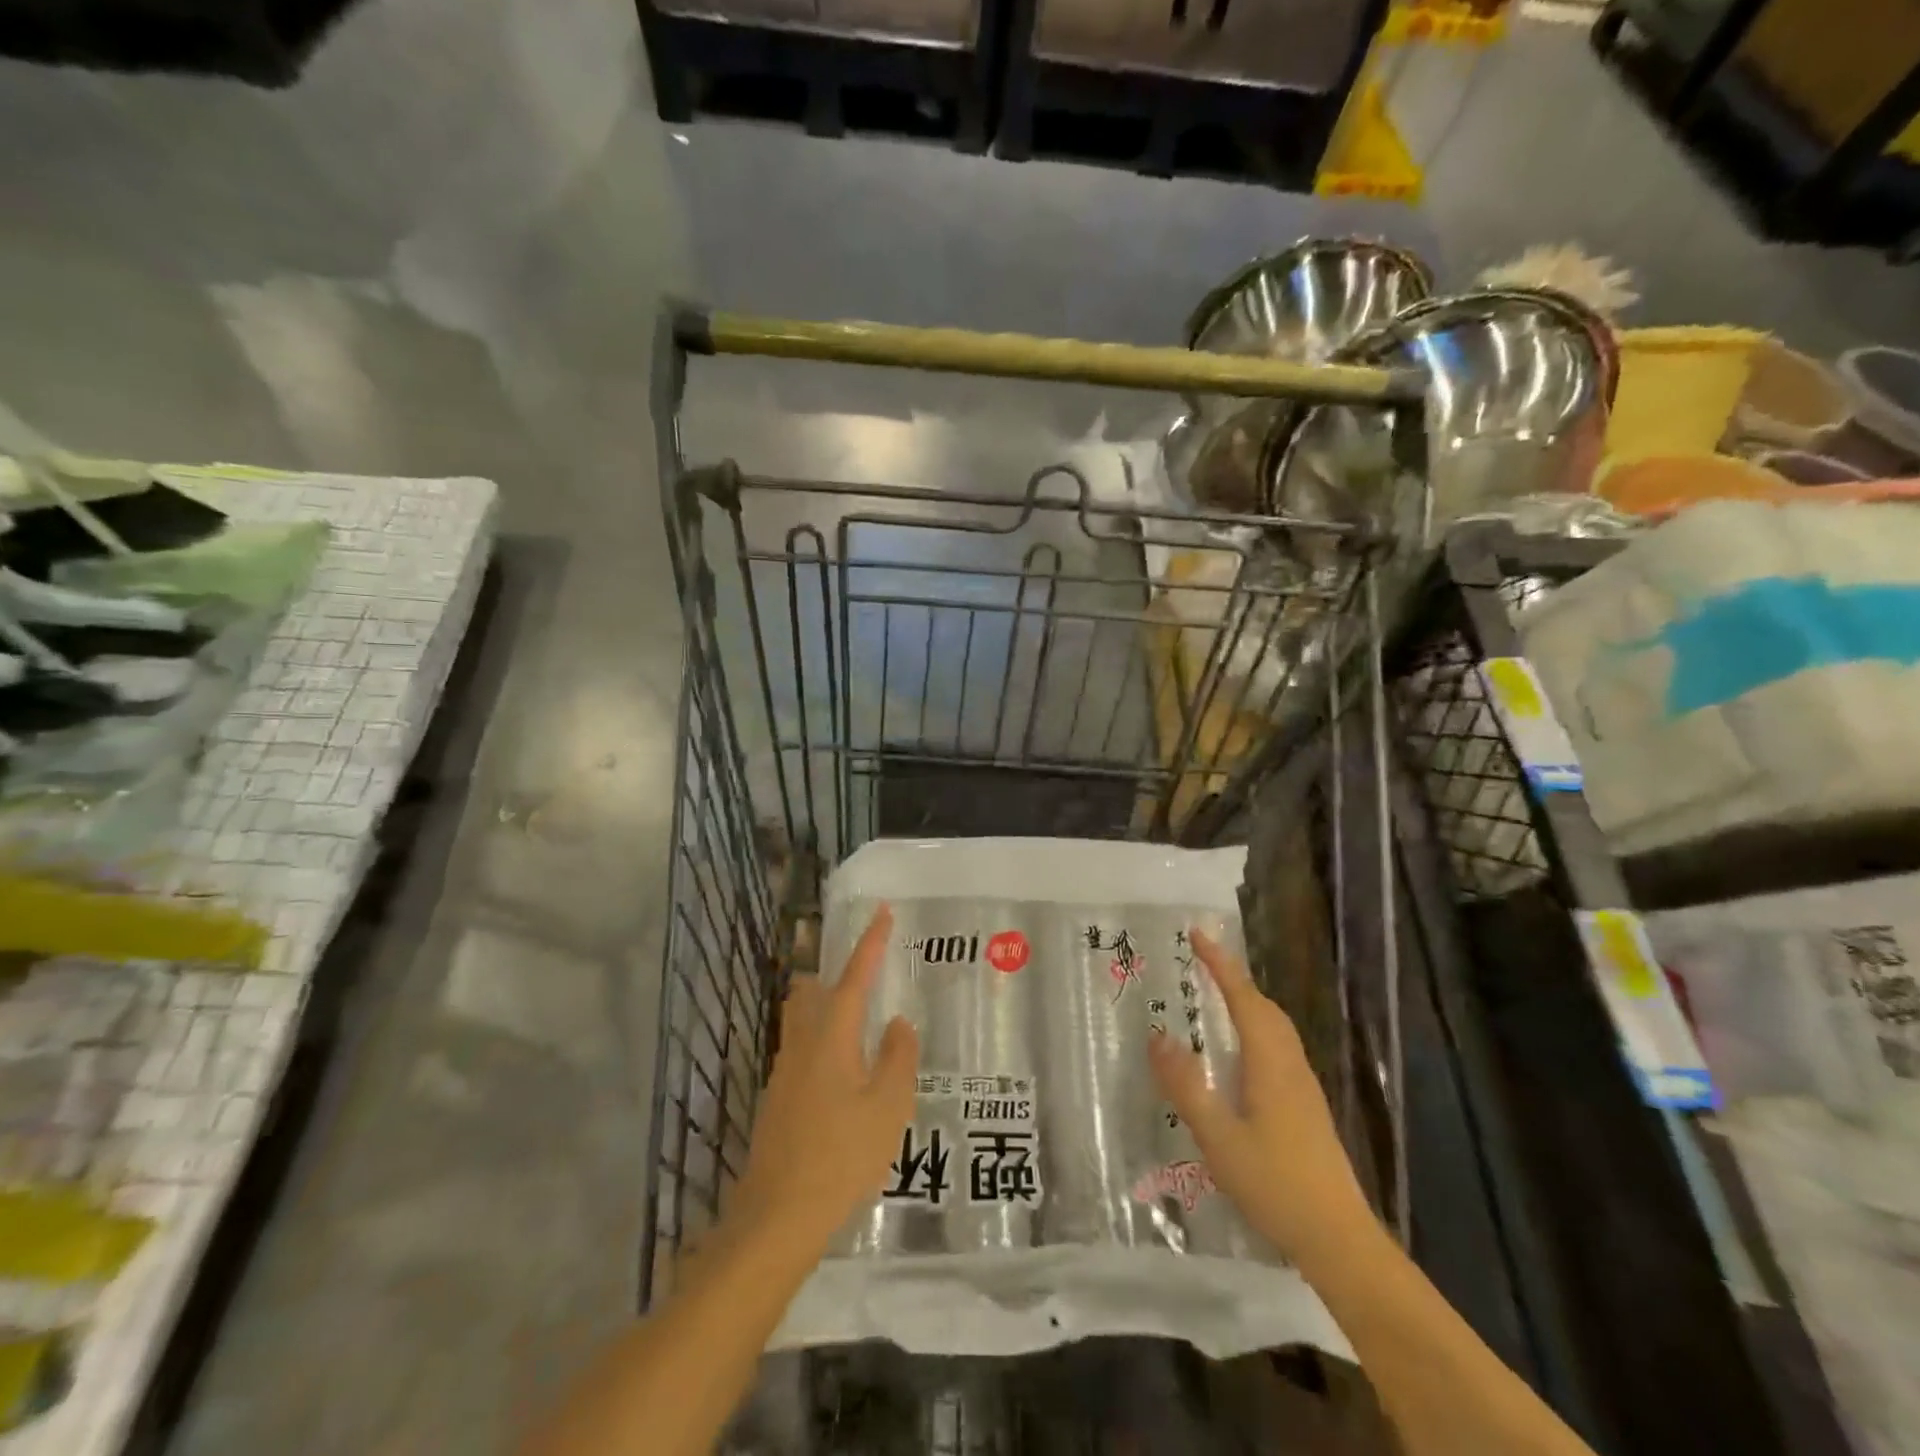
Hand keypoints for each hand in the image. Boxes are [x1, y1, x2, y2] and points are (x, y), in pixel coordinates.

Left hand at [730, 906, 918, 1257]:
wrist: (778, 1217)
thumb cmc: (841, 1157)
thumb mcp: (888, 1107)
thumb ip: (898, 1058)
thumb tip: (897, 1022)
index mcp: (832, 1037)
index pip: (854, 976)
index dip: (870, 943)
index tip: (881, 911)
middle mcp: (802, 1044)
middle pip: (813, 991)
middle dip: (838, 975)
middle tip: (870, 980)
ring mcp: (784, 1072)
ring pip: (803, 1020)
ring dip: (828, 1010)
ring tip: (863, 1028)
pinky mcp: (777, 1099)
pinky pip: (802, 1050)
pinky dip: (824, 1043)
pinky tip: (844, 1076)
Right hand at [1149, 929, 1368, 1263]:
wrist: (1339, 1240)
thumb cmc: (1276, 1184)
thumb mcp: (1219, 1137)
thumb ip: (1187, 1086)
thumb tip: (1157, 1036)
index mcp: (1270, 1063)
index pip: (1243, 998)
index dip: (1220, 964)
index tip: (1198, 934)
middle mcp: (1291, 1065)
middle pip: (1265, 1008)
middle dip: (1234, 980)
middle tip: (1202, 964)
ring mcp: (1303, 1088)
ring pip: (1275, 1029)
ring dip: (1247, 1004)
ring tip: (1215, 1001)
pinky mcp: (1306, 1109)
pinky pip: (1278, 1049)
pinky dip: (1255, 1030)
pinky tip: (1238, 1057)